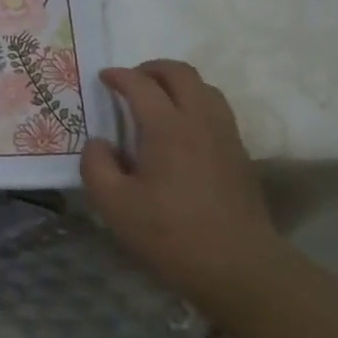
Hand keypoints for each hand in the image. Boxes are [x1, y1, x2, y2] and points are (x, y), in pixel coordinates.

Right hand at [80, 59, 286, 311]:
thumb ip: (96, 166)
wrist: (241, 268)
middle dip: (151, 69)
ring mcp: (226, 136)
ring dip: (178, 84)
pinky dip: (196, 104)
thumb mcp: (115, 205)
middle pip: (180, 73)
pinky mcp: (240, 155)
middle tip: (132, 81)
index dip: (118, 76)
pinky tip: (182, 130)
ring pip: (205, 88)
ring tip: (158, 100)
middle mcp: (200, 120)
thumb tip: (99, 144)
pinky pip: (217, 111)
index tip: (103, 78)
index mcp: (167, 127)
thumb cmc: (172, 235)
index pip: (140, 84)